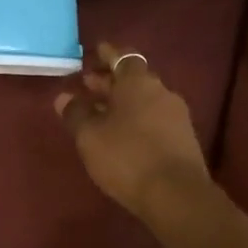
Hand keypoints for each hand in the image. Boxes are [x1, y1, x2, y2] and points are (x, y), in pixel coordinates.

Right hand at [55, 43, 210, 221]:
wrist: (177, 196)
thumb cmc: (127, 156)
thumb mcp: (90, 136)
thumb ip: (75, 113)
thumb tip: (64, 97)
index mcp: (138, 83)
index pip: (123, 57)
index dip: (108, 54)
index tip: (95, 51)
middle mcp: (161, 92)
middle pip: (133, 79)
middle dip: (110, 81)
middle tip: (87, 84)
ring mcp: (176, 116)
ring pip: (144, 100)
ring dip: (122, 102)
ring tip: (99, 112)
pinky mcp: (183, 139)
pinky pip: (153, 119)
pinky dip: (135, 119)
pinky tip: (121, 134)